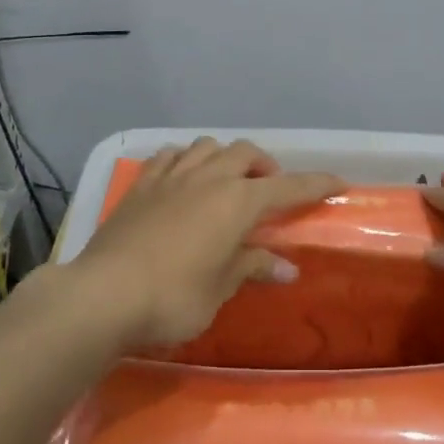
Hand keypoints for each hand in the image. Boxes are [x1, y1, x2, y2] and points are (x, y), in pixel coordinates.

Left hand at [66, 138, 345, 351]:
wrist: (105, 293)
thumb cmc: (173, 297)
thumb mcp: (220, 288)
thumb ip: (252, 267)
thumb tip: (287, 268)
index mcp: (237, 201)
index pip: (288, 186)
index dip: (315, 183)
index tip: (338, 182)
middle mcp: (209, 177)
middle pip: (246, 153)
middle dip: (265, 166)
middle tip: (268, 190)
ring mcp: (172, 175)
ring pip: (208, 146)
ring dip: (225, 157)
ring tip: (225, 181)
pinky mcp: (142, 183)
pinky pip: (170, 155)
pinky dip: (186, 160)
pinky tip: (183, 178)